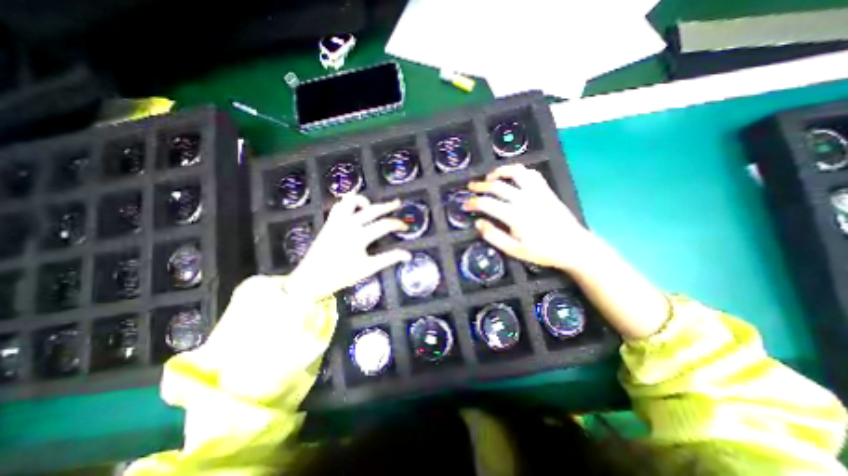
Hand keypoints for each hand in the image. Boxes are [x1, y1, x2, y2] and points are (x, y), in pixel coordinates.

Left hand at [286, 191, 412, 296]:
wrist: (311, 278)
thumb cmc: (340, 275)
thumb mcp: (368, 268)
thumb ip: (389, 259)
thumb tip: (408, 255)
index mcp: (359, 237)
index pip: (384, 225)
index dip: (398, 224)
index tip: (405, 227)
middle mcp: (348, 224)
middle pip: (372, 209)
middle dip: (387, 205)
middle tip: (397, 203)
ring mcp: (337, 221)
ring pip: (351, 200)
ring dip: (363, 200)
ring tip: (371, 205)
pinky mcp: (329, 222)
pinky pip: (339, 206)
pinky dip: (348, 204)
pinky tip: (354, 209)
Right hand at [463, 165, 595, 272]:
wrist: (573, 246)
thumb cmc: (542, 251)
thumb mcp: (514, 250)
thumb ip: (494, 236)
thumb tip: (478, 223)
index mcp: (516, 216)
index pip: (488, 204)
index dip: (473, 202)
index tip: (465, 204)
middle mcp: (525, 199)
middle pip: (498, 186)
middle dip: (481, 185)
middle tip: (471, 187)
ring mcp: (537, 192)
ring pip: (516, 172)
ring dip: (500, 172)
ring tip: (490, 176)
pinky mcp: (546, 190)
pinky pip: (531, 174)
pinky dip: (519, 171)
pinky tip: (513, 176)